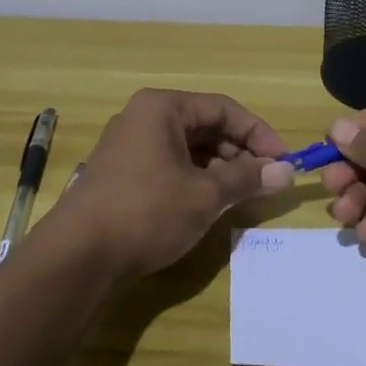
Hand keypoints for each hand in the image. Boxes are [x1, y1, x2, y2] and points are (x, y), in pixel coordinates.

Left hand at [58, 88, 293, 280]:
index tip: (284, 160)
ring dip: (220, 168)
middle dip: (240, 152)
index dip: (258, 133)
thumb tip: (286, 171)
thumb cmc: (147, 211)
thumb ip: (247, 178)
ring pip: (188, 148)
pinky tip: (211, 203)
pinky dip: (196, 180)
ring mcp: (129, 146)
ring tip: (244, 194)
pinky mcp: (123, 175)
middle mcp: (143, 118)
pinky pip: (170, 166)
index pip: (223, 108)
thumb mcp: (205, 194)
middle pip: (205, 126)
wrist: (78, 257)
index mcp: (162, 108)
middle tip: (267, 180)